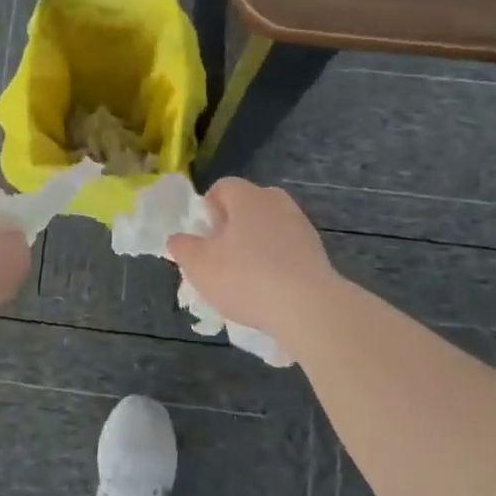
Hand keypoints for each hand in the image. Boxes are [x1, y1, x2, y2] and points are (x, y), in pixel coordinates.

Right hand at [167, 178, 339, 331]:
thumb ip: (182, 247)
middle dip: (231, 227)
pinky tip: (269, 289)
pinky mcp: (317, 251)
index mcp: (247, 196)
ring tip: (245, 278)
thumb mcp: (199, 265)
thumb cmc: (246, 278)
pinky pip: (286, 249)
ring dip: (255, 245)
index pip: (222, 187)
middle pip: (247, 206)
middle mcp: (276, 201)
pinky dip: (275, 262)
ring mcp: (301, 225)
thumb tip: (178, 239)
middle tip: (220, 256)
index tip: (203, 237)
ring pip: (268, 227)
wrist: (309, 307)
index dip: (207, 209)